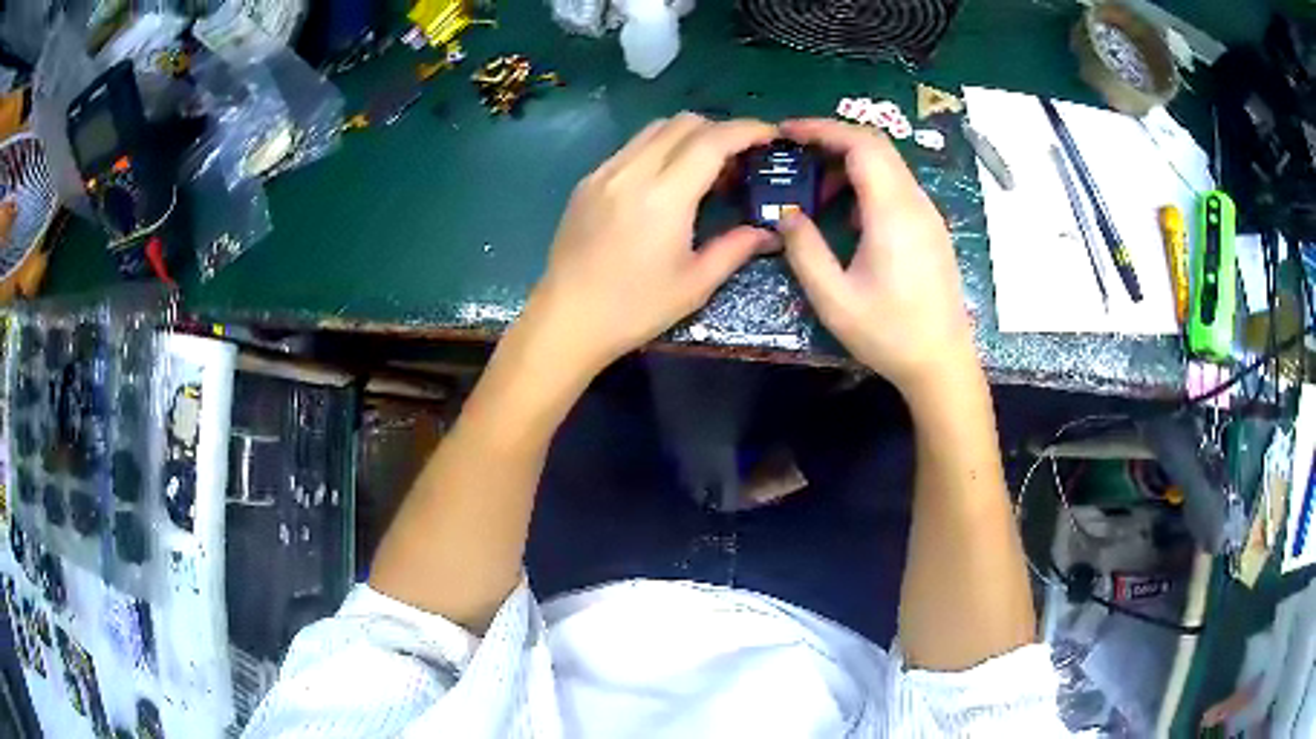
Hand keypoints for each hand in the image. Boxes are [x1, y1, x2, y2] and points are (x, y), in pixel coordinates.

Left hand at [526, 113, 776, 374]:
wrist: (567, 320)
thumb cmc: (634, 309)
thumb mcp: (694, 284)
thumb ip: (735, 248)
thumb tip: (769, 232)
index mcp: (664, 196)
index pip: (712, 140)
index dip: (747, 130)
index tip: (770, 135)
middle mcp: (632, 172)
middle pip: (684, 123)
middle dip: (720, 130)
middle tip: (739, 160)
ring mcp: (605, 172)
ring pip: (654, 129)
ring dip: (688, 136)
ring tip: (704, 168)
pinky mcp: (588, 181)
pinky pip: (631, 147)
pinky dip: (659, 149)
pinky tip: (666, 181)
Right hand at [777, 119, 976, 395]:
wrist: (942, 362)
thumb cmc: (888, 333)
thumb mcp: (833, 299)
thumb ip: (804, 250)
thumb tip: (787, 214)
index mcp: (892, 212)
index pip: (860, 145)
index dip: (821, 129)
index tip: (786, 132)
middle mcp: (915, 203)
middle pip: (876, 146)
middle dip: (832, 139)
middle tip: (795, 154)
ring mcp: (928, 215)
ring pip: (888, 165)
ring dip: (850, 164)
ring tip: (817, 190)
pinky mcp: (931, 229)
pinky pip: (897, 188)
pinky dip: (867, 184)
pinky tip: (849, 216)